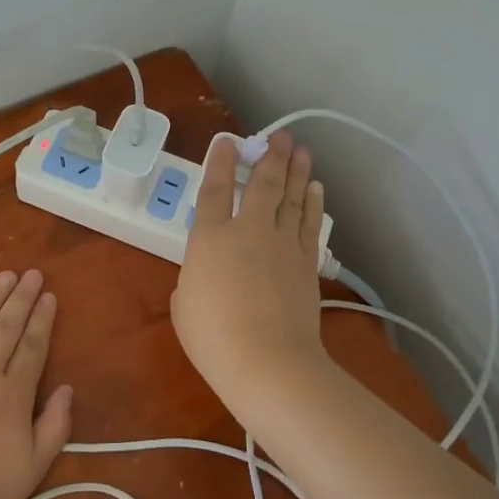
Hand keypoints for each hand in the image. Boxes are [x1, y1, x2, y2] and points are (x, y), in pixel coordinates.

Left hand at [0, 269, 73, 498]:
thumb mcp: (32, 468)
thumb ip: (54, 426)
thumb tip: (67, 389)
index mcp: (12, 393)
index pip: (32, 346)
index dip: (42, 320)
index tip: (49, 296)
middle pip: (6, 327)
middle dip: (21, 298)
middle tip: (32, 274)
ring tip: (5, 276)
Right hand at [171, 131, 328, 404]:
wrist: (269, 362)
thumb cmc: (214, 338)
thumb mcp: (183, 305)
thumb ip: (192, 278)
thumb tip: (205, 274)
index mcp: (209, 238)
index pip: (215, 189)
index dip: (220, 162)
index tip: (228, 141)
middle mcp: (248, 230)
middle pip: (262, 184)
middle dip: (270, 157)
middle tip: (279, 137)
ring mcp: (282, 244)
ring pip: (291, 197)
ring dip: (296, 171)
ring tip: (300, 150)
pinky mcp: (306, 262)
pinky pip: (309, 223)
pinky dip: (312, 203)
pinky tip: (314, 188)